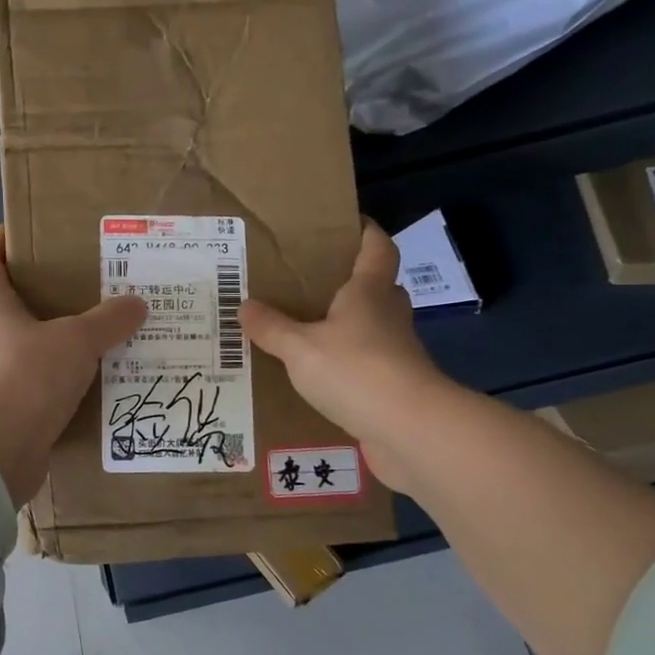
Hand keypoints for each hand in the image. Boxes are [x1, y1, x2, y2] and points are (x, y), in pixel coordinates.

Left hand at [0, 227, 147, 506]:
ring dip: (50, 339)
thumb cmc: (27, 380)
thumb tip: (136, 303)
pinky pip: (29, 381)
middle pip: (5, 303)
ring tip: (92, 336)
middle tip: (81, 287)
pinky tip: (86, 382)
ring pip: (20, 344)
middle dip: (39, 293)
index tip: (23, 231)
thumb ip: (108, 321)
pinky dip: (52, 377)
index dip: (0, 241)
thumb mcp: (76, 342)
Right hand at [239, 220, 445, 490]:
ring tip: (306, 330)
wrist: (410, 430)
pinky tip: (317, 376)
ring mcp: (397, 352)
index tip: (348, 223)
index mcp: (369, 292)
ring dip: (347, 326)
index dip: (367, 232)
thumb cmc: (356, 371)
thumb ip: (272, 327)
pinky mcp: (396, 386)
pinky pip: (368, 365)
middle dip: (351, 282)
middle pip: (377, 287)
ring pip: (372, 328)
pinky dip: (347, 365)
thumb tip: (244, 305)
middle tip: (313, 283)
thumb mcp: (300, 347)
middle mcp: (388, 315)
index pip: (378, 248)